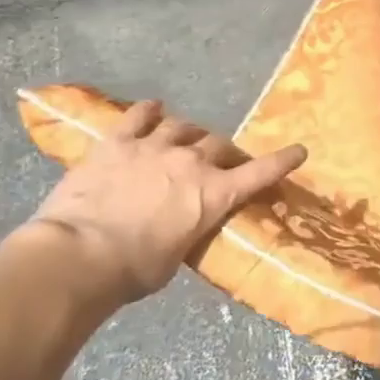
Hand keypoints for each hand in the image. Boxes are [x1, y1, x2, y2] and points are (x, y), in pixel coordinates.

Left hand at [21, 100, 305, 305]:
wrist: (79, 255)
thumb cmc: (134, 271)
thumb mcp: (177, 256)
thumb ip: (188, 230)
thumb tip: (182, 224)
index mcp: (215, 194)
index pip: (260, 173)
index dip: (282, 161)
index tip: (299, 150)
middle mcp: (192, 162)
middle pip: (219, 144)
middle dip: (223, 152)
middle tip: (219, 161)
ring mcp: (154, 147)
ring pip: (183, 126)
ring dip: (188, 132)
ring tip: (184, 136)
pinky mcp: (118, 142)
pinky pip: (139, 116)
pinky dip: (149, 111)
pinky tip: (153, 108)